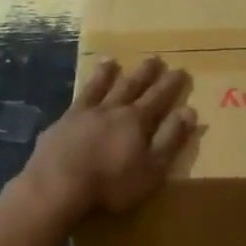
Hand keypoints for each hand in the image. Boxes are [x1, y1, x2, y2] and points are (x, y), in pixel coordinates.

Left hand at [16, 57, 194, 224]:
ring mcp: (82, 115)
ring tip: (111, 61)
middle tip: (154, 58)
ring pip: (98, 88)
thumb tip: (189, 111)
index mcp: (136, 121)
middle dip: (144, 73)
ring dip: (106, 74)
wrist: (57, 186)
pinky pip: (75, 102)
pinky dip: (80, 93)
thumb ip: (170, 139)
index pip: (158, 98)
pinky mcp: (60, 125)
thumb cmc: (111, 184)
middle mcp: (110, 110)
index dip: (170, 85)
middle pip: (130, 86)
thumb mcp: (152, 168)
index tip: (180, 70)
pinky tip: (78, 92)